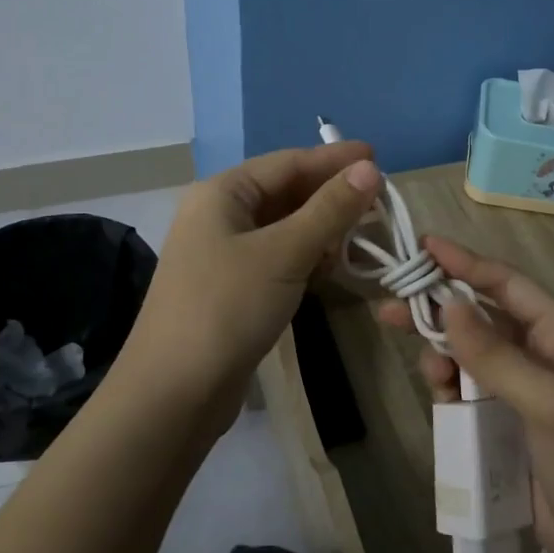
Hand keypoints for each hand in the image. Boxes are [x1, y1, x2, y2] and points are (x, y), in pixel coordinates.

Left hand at [121, 142, 379, 432]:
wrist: (173, 394)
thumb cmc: (227, 308)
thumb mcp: (284, 253)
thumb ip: (329, 209)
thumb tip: (370, 168)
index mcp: (222, 193)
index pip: (288, 162)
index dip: (335, 159)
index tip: (379, 157)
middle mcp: (219, 215)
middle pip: (286, 192)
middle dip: (332, 195)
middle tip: (380, 200)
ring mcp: (223, 253)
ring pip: (284, 226)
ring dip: (323, 227)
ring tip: (366, 232)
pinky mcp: (232, 287)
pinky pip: (278, 256)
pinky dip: (308, 255)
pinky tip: (334, 265)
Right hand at [377, 236, 553, 552]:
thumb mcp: (549, 403)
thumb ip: (495, 355)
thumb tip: (447, 304)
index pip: (506, 284)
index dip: (464, 263)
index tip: (422, 248)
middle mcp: (539, 353)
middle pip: (479, 316)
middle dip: (439, 309)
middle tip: (390, 308)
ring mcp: (520, 390)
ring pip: (468, 354)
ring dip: (442, 354)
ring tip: (429, 372)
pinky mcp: (504, 424)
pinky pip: (466, 391)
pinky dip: (448, 388)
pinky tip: (439, 398)